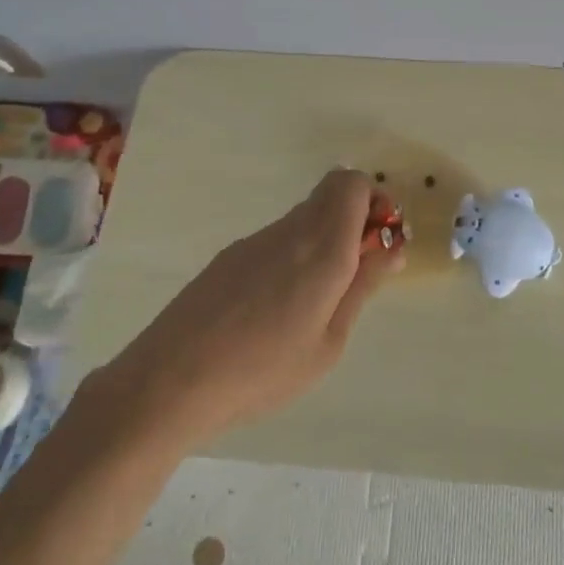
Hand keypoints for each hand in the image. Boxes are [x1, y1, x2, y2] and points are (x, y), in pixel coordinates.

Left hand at [102, 170, 402, 446]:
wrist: (171, 380)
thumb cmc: (264, 371)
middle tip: (356, 271)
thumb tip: (392, 247)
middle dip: (354, 218)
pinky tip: (276, 307)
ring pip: (305, 216)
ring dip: (324, 238)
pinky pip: (278, 238)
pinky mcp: (230, 255)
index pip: (352, 183)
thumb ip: (362, 287)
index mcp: (322, 248)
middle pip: (331, 193)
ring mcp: (256, 240)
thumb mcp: (329, 341)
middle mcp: (290, 230)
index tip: (379, 243)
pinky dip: (294, 253)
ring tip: (315, 300)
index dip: (374, 202)